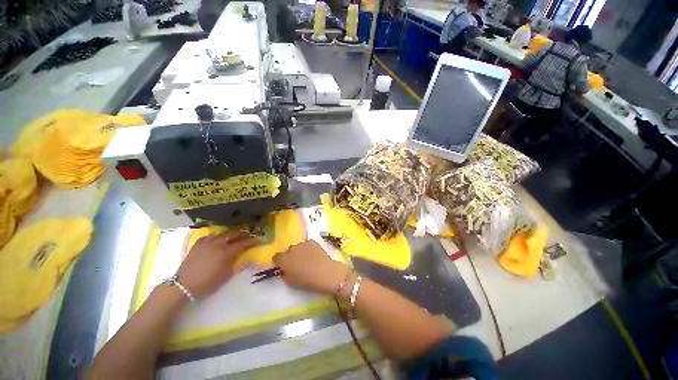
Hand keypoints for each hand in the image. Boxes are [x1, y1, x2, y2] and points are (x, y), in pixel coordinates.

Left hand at [176, 231, 256, 298]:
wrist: (183, 286)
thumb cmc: (207, 283)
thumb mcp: (226, 276)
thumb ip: (236, 264)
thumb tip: (245, 257)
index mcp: (226, 252)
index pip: (243, 243)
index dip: (252, 241)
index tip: (258, 239)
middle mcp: (218, 244)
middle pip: (233, 234)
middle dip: (243, 234)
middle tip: (249, 235)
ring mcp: (206, 243)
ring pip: (221, 234)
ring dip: (230, 233)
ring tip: (234, 235)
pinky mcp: (197, 245)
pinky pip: (208, 237)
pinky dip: (214, 236)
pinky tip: (216, 238)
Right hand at [273, 240, 350, 295]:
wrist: (325, 272)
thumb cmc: (306, 281)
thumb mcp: (290, 282)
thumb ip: (285, 273)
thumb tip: (285, 269)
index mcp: (283, 259)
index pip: (276, 257)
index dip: (280, 262)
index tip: (284, 266)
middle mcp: (291, 248)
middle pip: (288, 251)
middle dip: (291, 256)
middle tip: (297, 264)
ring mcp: (302, 243)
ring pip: (298, 247)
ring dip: (300, 252)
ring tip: (307, 259)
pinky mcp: (312, 241)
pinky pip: (307, 245)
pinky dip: (309, 249)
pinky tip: (314, 255)